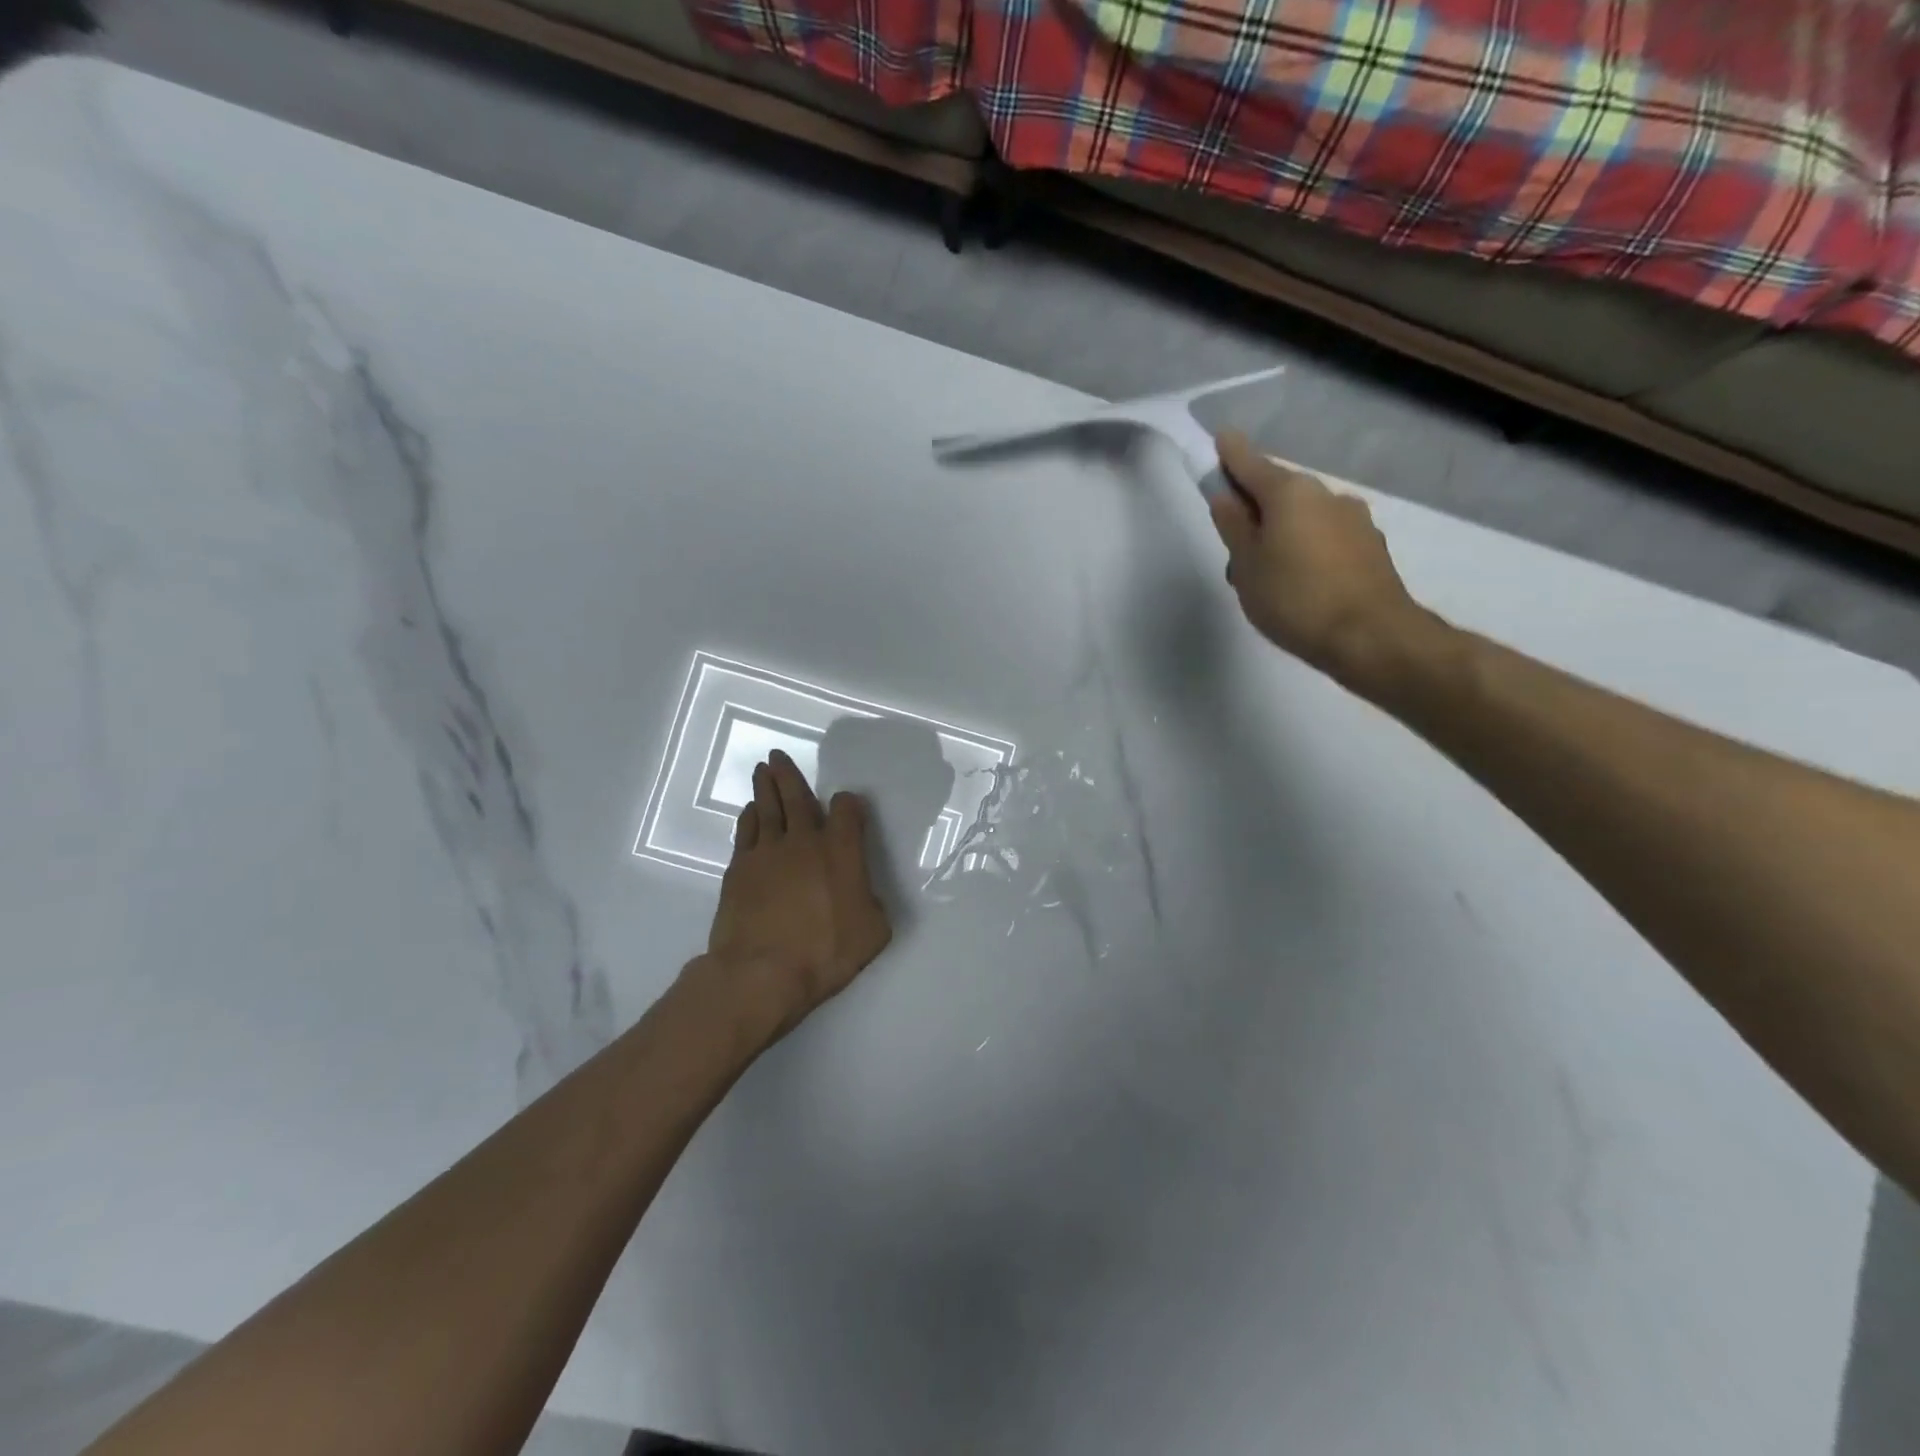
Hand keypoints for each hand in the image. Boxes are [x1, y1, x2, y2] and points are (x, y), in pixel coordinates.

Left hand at [695, 749, 891, 1038]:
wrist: (762, 972)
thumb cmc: (825, 952)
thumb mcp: (872, 932)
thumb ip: (872, 905)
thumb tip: (864, 896)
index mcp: (841, 850)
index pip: (846, 810)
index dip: (848, 804)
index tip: (847, 806)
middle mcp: (804, 841)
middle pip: (797, 797)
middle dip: (788, 775)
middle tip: (777, 755)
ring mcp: (767, 852)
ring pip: (767, 808)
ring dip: (766, 787)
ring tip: (763, 770)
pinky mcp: (739, 869)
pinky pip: (746, 832)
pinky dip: (749, 818)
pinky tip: (750, 812)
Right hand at [1209, 432, 1425, 690]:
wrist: (1370, 636)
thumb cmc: (1294, 599)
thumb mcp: (1246, 567)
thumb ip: (1233, 527)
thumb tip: (1224, 496)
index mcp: (1289, 493)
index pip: (1250, 463)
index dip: (1229, 454)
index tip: (1218, 442)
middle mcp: (1325, 494)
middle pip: (1279, 490)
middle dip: (1255, 504)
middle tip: (1234, 539)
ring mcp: (1353, 518)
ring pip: (1304, 515)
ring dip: (1282, 529)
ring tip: (1267, 571)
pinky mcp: (1370, 545)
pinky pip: (1325, 535)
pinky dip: (1306, 545)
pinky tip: (1300, 578)